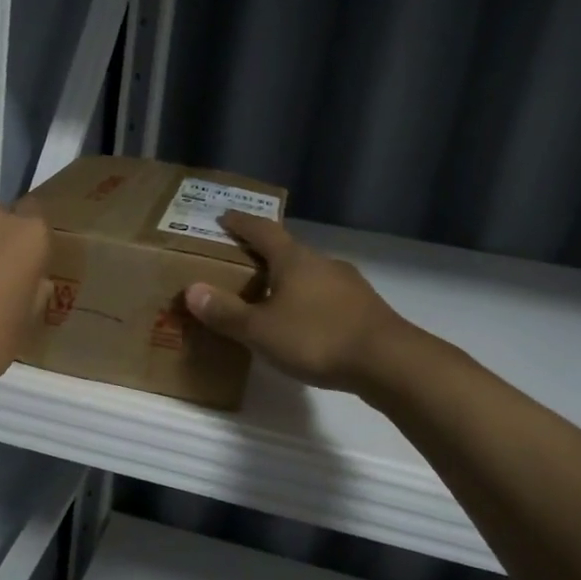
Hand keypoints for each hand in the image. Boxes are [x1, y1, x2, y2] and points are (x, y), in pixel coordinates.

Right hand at [184, 212, 405, 391]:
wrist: (389, 362)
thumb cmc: (317, 338)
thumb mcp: (261, 330)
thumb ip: (226, 312)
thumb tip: (192, 290)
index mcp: (294, 260)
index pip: (262, 231)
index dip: (241, 223)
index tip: (224, 217)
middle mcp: (322, 263)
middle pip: (287, 252)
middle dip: (263, 256)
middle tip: (240, 266)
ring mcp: (348, 284)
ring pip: (309, 275)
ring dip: (287, 282)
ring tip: (269, 299)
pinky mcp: (364, 308)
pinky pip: (326, 297)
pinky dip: (308, 302)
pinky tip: (303, 324)